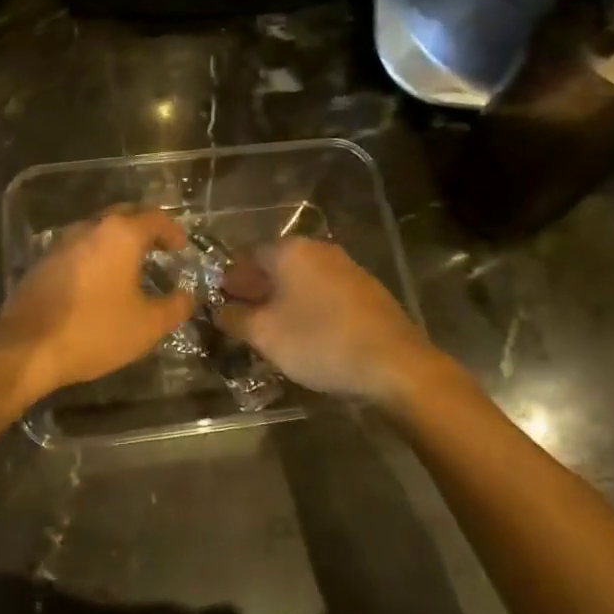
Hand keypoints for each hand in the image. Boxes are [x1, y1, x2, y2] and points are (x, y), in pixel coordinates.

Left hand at [0, 207, 193, 403]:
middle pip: (123, 215)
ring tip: (131, 265)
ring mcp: (61, 243)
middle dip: (144, 227)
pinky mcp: (42, 262)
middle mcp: (90, 228)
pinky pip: (78, 249)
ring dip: (117, 241)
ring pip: (97, 230)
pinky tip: (99, 281)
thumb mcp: (147, 325)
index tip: (181, 246)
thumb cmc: (95, 330)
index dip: (172, 230)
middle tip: (159, 247)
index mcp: (120, 235)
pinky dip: (95, 256)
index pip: (154, 218)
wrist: (27, 347)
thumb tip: (187, 297)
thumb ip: (175, 307)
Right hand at [215, 237, 437, 403]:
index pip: (246, 256)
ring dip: (281, 298)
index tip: (220, 304)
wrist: (395, 363)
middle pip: (274, 264)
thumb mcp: (265, 335)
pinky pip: (322, 290)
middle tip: (242, 319)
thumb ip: (235, 318)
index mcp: (290, 251)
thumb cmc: (320, 342)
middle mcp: (318, 249)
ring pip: (300, 278)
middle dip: (254, 289)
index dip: (229, 280)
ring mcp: (345, 267)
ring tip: (271, 329)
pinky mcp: (364, 289)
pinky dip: (307, 305)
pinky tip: (305, 331)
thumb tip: (219, 310)